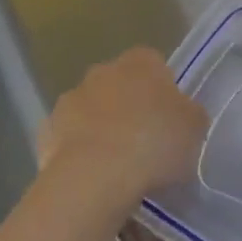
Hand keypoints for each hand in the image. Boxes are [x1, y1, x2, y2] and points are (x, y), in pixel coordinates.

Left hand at [40, 48, 205, 208]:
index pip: (154, 64)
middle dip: (129, 106)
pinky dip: (78, 151)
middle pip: (119, 84)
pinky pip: (68, 137)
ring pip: (91, 110)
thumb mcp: (195, 128)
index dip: (162, 90)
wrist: (94, 177)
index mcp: (141, 62)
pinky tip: (91, 178)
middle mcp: (102, 71)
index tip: (169, 118)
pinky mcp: (46, 131)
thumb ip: (190, 114)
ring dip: (101, 128)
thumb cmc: (154, 144)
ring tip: (117, 166)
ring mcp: (70, 99)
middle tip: (146, 142)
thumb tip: (183, 113)